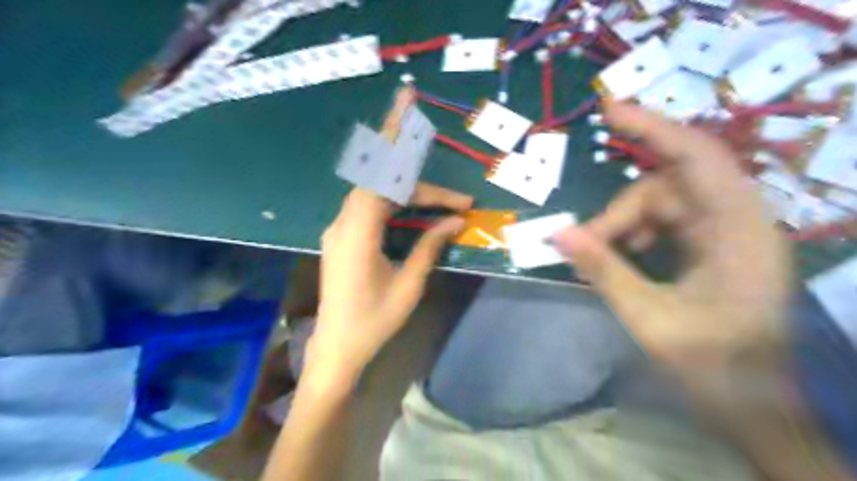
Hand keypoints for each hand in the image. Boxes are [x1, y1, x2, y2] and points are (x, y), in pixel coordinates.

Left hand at [308, 89, 470, 387]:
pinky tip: (416, 214)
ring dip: (413, 198)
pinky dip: (397, 206)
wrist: (337, 349)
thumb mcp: (409, 284)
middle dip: (424, 188)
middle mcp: (344, 222)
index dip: (393, 135)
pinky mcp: (343, 238)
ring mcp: (340, 230)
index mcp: (357, 231)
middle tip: (458, 200)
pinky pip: (372, 210)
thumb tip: (454, 220)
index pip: (378, 171)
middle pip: (385, 185)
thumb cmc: (373, 322)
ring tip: (445, 206)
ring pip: (379, 197)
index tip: (408, 102)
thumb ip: (429, 245)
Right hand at [556, 100, 789, 363]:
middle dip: (620, 210)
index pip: (695, 156)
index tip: (610, 111)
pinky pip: (667, 219)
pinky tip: (626, 255)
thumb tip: (559, 235)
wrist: (752, 397)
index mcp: (736, 229)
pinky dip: (638, 232)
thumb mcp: (650, 317)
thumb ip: (604, 270)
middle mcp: (736, 218)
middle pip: (665, 186)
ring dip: (625, 223)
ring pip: (662, 203)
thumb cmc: (712, 363)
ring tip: (601, 254)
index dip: (653, 127)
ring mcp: (725, 230)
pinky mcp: (713, 243)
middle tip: (582, 241)